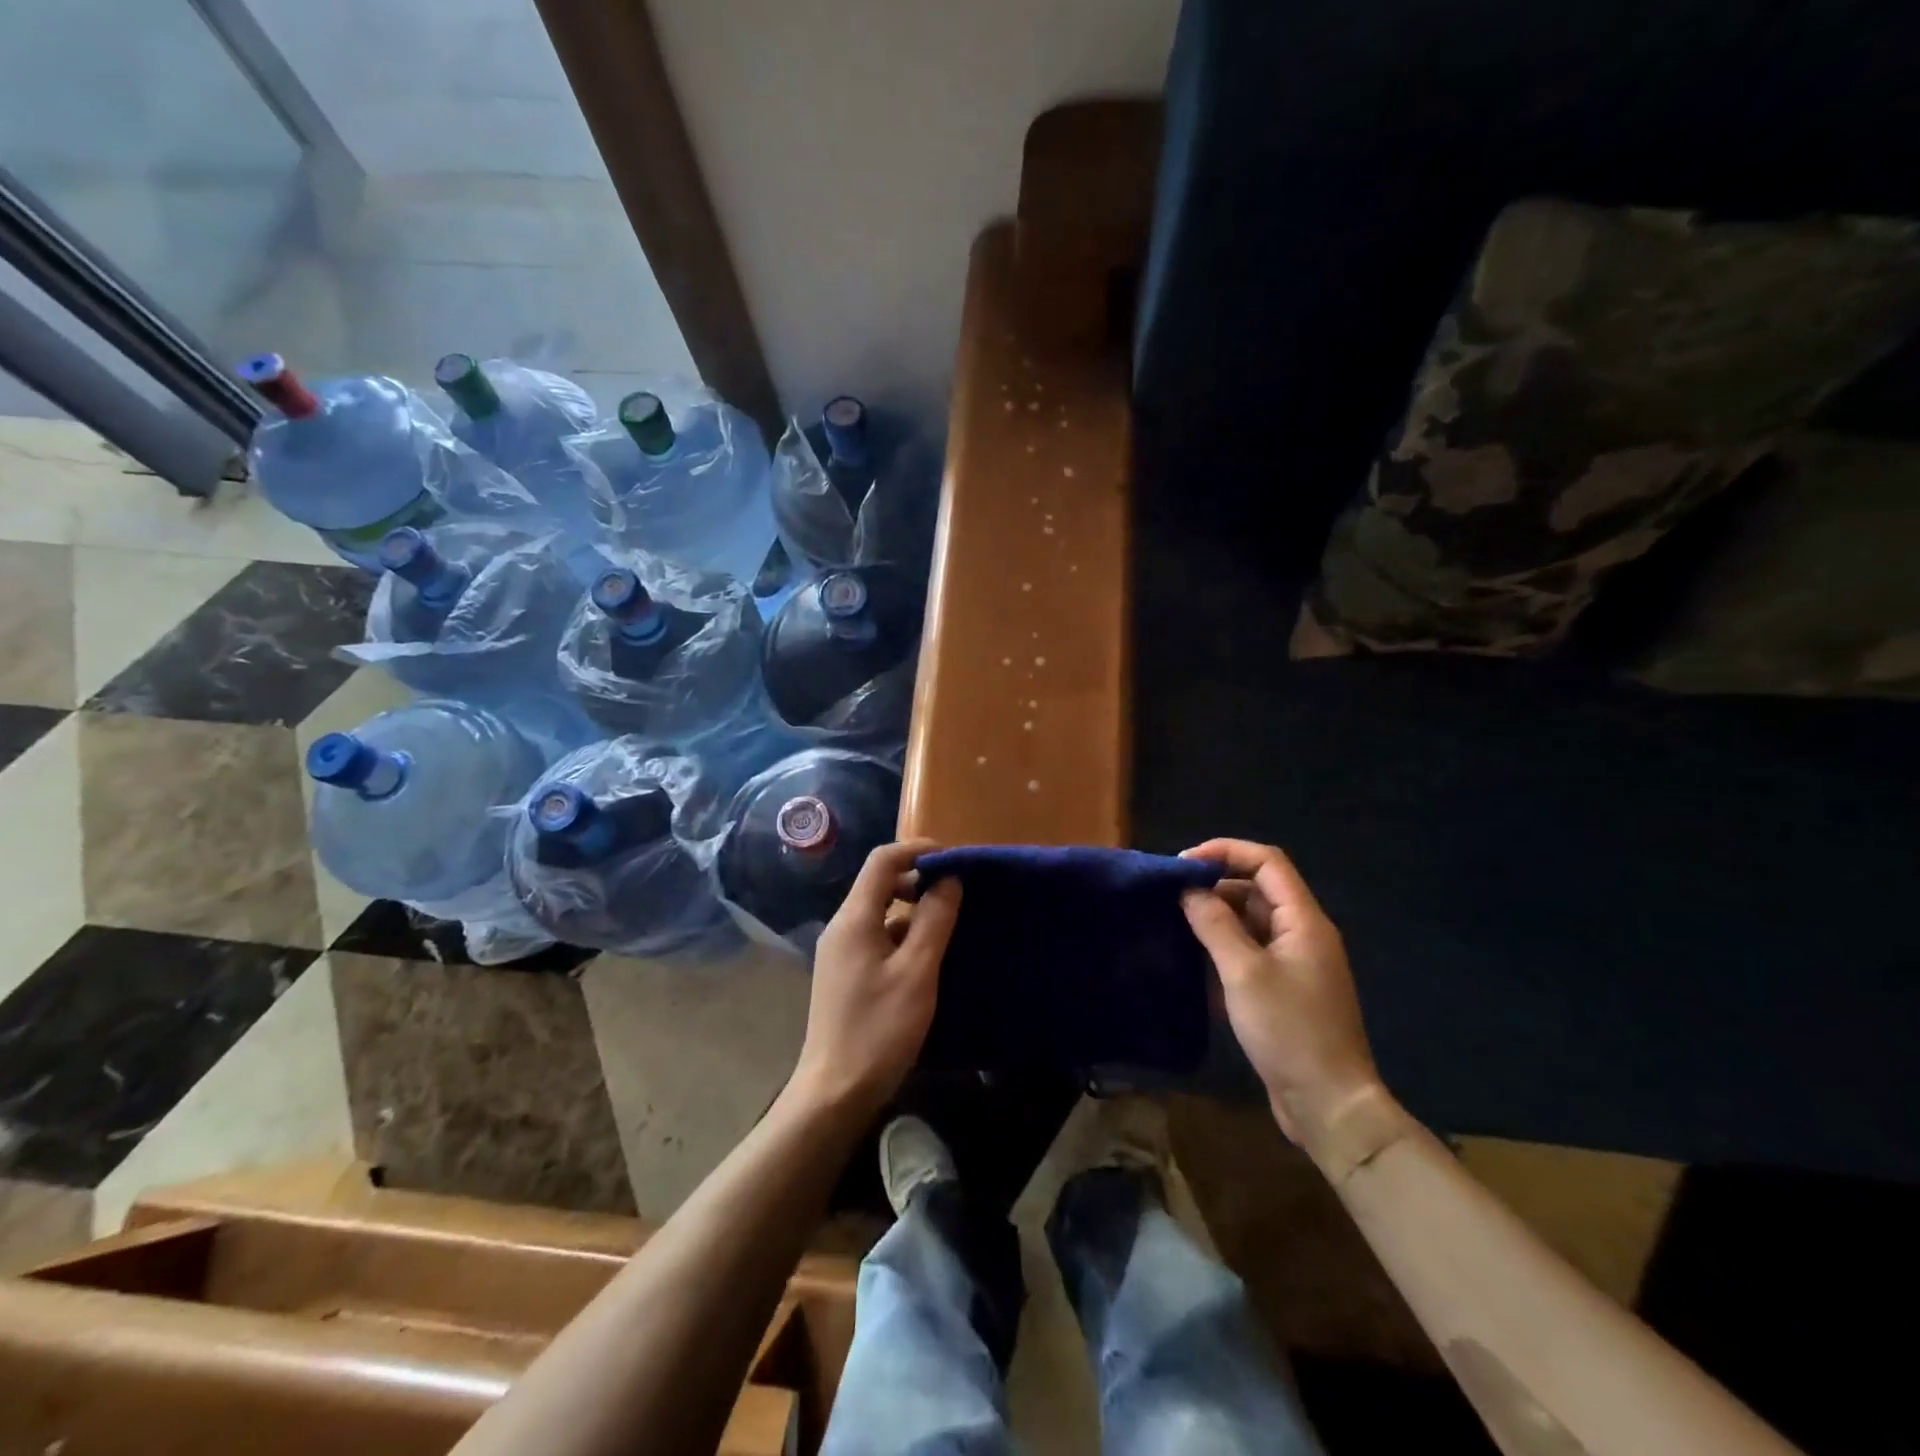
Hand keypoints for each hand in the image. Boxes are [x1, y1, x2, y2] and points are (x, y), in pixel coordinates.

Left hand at [788, 839, 960, 1117]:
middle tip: (958, 893)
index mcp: (854, 919)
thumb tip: (949, 879)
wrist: (834, 1093)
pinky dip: (904, 935)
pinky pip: (878, 937)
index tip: (955, 859)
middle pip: (880, 883)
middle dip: (919, 880)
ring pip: (881, 912)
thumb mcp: (917, 972)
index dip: (918, 850)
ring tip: (951, 924)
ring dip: (914, 910)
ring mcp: (841, 952)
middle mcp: (842, 927)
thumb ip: (934, 920)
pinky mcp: (846, 974)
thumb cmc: (879, 1030)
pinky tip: (930, 957)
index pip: (883, 860)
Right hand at [1180, 839, 1382, 1148]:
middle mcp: (1304, 933)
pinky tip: (1196, 957)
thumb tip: (1188, 890)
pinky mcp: (1286, 988)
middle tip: (1172, 896)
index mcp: (1304, 921)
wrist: (1330, 1105)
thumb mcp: (1243, 972)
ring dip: (1218, 915)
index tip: (1183, 863)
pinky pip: (1252, 949)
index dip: (1226, 852)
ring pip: (1253, 920)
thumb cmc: (1289, 1031)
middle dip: (1216, 884)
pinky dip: (1225, 945)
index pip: (1267, 862)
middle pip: (1258, 888)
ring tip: (1177, 922)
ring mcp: (1296, 962)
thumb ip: (1215, 924)